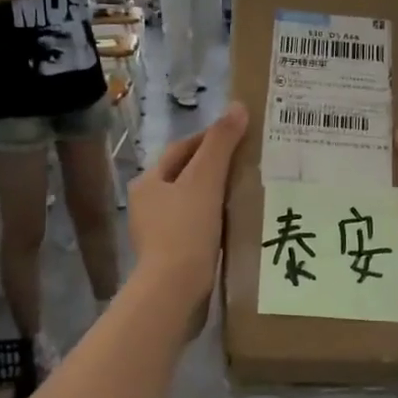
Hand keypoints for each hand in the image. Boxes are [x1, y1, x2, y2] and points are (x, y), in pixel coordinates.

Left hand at [128, 104, 247, 325]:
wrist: (174, 290)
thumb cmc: (186, 229)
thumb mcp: (206, 179)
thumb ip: (221, 143)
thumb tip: (238, 107)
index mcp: (148, 183)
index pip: (181, 149)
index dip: (209, 139)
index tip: (240, 137)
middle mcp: (147, 206)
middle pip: (186, 177)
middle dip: (215, 169)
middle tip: (250, 164)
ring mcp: (158, 234)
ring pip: (193, 204)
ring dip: (217, 197)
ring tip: (249, 193)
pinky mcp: (171, 257)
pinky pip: (197, 229)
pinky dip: (216, 223)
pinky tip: (237, 225)